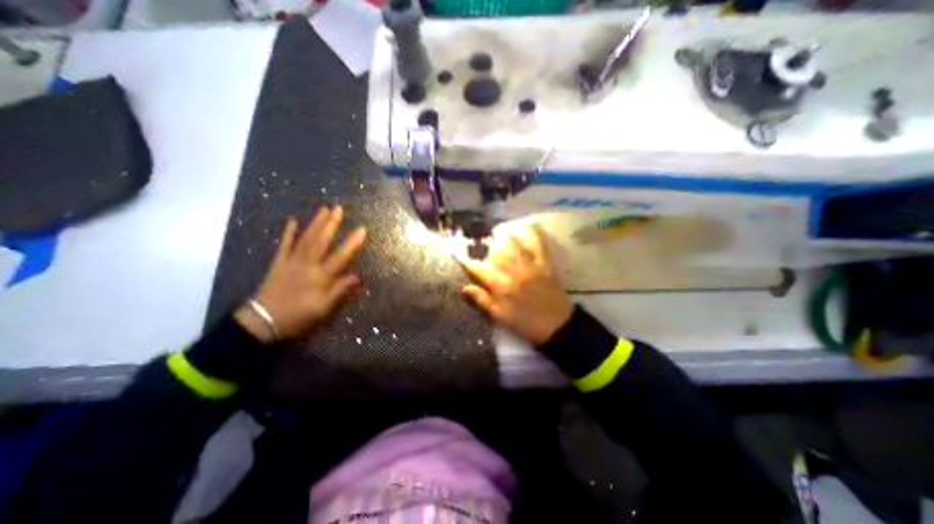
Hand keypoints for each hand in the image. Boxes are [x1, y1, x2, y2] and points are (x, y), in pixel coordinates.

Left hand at [234, 206, 363, 342]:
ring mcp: (291, 261)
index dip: (353, 243)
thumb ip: (340, 291)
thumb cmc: (298, 317)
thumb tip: (358, 277)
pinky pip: (285, 245)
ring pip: (305, 239)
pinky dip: (289, 232)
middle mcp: (307, 264)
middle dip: (331, 224)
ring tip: (323, 209)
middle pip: (321, 241)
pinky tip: (293, 221)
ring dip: (315, 223)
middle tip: (339, 208)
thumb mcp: (323, 309)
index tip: (362, 229)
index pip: (341, 256)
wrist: (263, 322)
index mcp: (320, 277)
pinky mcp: (278, 263)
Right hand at [463, 223, 572, 342]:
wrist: (557, 326)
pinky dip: (534, 234)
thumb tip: (465, 287)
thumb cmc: (525, 323)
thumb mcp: (500, 316)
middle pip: (495, 253)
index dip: (467, 261)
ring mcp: (531, 267)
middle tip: (481, 244)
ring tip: (498, 234)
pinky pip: (540, 246)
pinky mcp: (546, 265)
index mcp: (501, 287)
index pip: (479, 269)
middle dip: (485, 247)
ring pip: (514, 245)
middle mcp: (514, 273)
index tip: (459, 255)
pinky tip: (529, 226)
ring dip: (504, 238)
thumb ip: (482, 300)